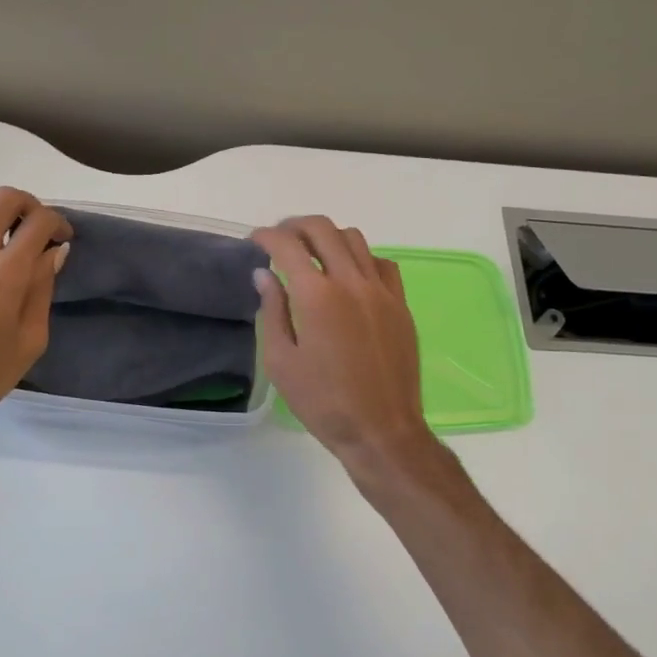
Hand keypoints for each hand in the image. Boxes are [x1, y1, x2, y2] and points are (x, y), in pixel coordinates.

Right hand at [251, 216, 434, 480]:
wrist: (382, 430)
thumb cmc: (323, 402)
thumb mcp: (282, 361)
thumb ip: (272, 311)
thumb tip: (265, 275)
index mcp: (317, 295)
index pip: (288, 245)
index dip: (267, 236)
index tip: (256, 241)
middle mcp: (351, 281)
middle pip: (323, 229)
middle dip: (296, 226)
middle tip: (280, 239)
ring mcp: (381, 290)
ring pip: (354, 239)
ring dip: (328, 237)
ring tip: (313, 253)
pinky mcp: (400, 304)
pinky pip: (381, 263)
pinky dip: (360, 258)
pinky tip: (350, 276)